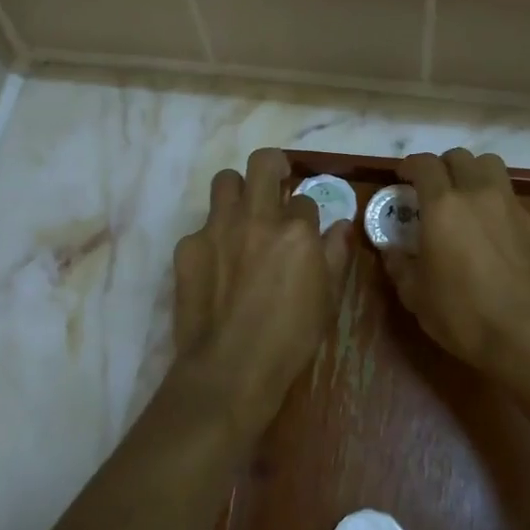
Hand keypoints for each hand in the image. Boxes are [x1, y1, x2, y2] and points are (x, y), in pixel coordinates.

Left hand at [170, 147, 351, 436]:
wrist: (231, 367)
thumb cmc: (290, 337)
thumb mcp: (329, 297)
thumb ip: (336, 254)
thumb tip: (342, 226)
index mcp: (297, 229)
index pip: (304, 198)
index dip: (306, 212)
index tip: (305, 227)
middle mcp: (256, 217)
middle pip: (262, 162)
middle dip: (272, 167)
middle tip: (275, 184)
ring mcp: (217, 228)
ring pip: (224, 181)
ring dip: (238, 192)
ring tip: (242, 216)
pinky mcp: (188, 246)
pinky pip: (202, 226)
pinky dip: (213, 238)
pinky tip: (216, 266)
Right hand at [381, 149, 529, 382]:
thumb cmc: (463, 314)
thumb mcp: (416, 296)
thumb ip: (399, 265)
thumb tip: (390, 250)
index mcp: (443, 206)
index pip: (425, 164)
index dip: (410, 166)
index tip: (402, 178)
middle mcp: (478, 194)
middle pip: (460, 157)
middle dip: (442, 167)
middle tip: (432, 190)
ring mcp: (512, 207)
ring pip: (491, 166)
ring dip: (473, 173)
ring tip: (465, 199)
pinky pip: (511, 198)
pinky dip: (496, 203)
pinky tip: (493, 233)